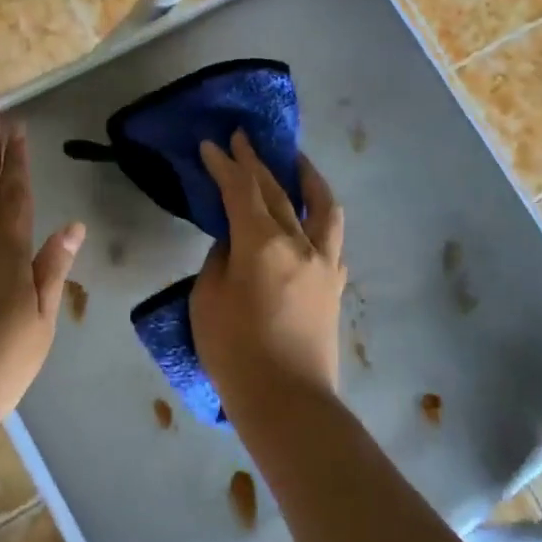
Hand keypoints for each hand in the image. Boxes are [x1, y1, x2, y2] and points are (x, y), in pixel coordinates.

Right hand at [190, 132, 346, 410]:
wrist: (288, 401)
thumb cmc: (235, 353)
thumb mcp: (207, 301)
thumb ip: (220, 261)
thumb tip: (234, 242)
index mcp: (263, 244)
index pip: (241, 190)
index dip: (225, 164)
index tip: (213, 144)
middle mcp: (300, 243)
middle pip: (278, 190)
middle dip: (256, 162)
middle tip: (243, 139)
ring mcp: (325, 262)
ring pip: (322, 206)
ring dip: (306, 178)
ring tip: (295, 162)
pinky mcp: (334, 284)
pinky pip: (332, 238)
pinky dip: (318, 217)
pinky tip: (309, 218)